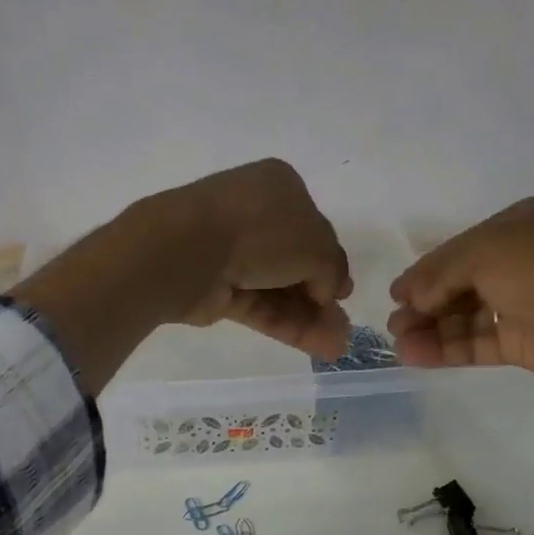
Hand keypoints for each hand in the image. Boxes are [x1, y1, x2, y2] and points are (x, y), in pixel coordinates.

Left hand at [144, 159, 353, 360]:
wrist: (189, 250)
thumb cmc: (260, 230)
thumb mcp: (316, 244)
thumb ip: (333, 268)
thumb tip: (331, 291)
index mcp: (280, 187)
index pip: (314, 228)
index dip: (331, 262)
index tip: (344, 293)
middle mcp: (256, 216)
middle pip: (297, 263)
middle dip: (322, 297)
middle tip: (343, 327)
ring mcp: (234, 254)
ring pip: (280, 290)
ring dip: (310, 318)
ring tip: (337, 347)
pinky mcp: (220, 290)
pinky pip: (261, 308)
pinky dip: (288, 326)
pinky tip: (318, 347)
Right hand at [386, 197, 533, 392]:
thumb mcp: (491, 252)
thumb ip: (442, 272)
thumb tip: (408, 295)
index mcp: (516, 227)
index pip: (457, 250)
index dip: (424, 273)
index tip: (396, 295)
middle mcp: (516, 263)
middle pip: (456, 285)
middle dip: (423, 304)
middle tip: (395, 324)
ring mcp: (518, 305)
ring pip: (462, 317)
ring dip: (429, 329)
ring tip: (400, 343)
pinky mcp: (519, 342)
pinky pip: (473, 343)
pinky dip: (445, 349)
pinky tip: (416, 355)